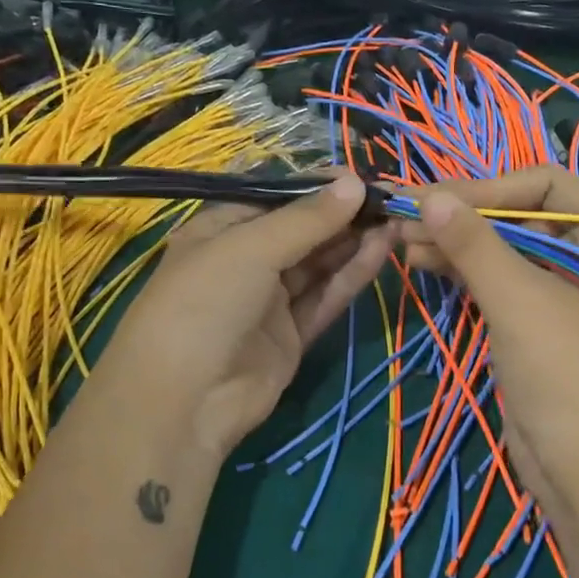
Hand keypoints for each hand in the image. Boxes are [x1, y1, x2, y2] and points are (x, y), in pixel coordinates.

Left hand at [93, 171, 394, 459]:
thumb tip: (355, 181)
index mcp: (220, 230)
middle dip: (342, 214)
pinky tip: (382, 249)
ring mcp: (268, 301)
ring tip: (394, 218)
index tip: (361, 176)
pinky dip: (352, 275)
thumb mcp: (251, 248)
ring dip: (353, 241)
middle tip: (389, 197)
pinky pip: (325, 297)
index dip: (317, 187)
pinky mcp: (291, 335)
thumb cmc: (205, 303)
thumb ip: (307, 219)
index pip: (276, 199)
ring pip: (318, 264)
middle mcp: (245, 261)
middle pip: (301, 231)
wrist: (184, 401)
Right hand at [400, 168, 578, 525]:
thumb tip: (429, 195)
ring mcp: (559, 292)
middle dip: (464, 214)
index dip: (491, 186)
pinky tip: (423, 261)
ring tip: (403, 239)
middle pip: (520, 215)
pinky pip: (495, 281)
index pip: (547, 184)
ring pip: (502, 249)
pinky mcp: (532, 324)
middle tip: (406, 216)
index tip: (438, 199)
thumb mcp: (521, 301)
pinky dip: (461, 270)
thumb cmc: (568, 376)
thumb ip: (475, 244)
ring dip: (455, 241)